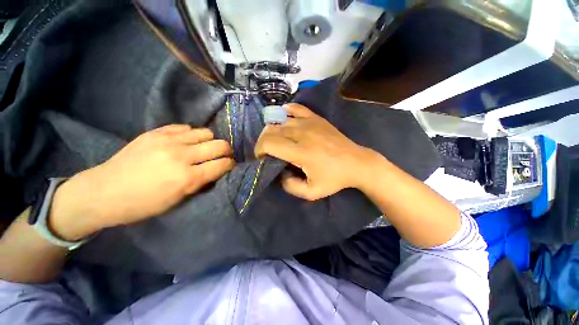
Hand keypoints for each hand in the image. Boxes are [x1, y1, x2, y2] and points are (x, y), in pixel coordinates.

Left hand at [49, 125, 234, 239]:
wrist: (103, 192)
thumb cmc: (143, 204)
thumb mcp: (177, 200)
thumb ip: (201, 183)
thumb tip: (216, 170)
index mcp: (187, 178)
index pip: (223, 164)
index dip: (231, 164)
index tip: (229, 166)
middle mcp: (181, 156)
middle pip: (220, 144)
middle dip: (226, 151)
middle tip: (221, 156)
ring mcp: (167, 141)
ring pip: (206, 132)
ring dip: (210, 141)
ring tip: (204, 148)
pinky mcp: (155, 132)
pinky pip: (185, 127)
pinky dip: (192, 134)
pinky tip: (186, 142)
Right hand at [255, 104, 379, 200]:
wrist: (357, 162)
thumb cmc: (335, 178)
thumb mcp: (311, 192)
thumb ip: (290, 186)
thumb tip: (280, 173)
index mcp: (301, 152)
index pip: (269, 143)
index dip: (259, 149)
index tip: (262, 158)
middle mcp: (302, 133)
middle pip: (271, 130)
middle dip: (263, 141)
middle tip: (267, 151)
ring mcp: (310, 122)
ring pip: (280, 120)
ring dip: (272, 130)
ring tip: (276, 140)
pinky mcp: (316, 118)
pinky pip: (295, 108)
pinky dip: (286, 112)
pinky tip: (284, 120)